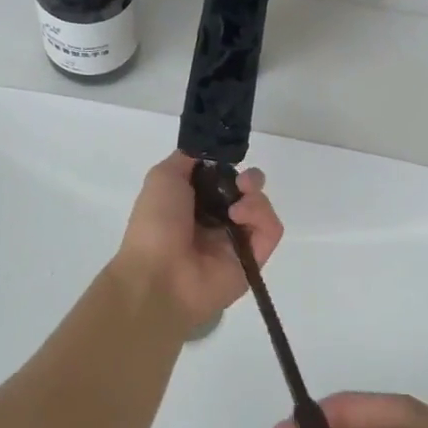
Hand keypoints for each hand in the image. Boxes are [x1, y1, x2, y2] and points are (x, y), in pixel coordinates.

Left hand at [113, 152, 282, 330]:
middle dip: (249, 178)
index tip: (227, 159)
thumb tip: (209, 151)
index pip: (222, 178)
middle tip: (242, 182)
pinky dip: (262, 217)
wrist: (159, 276)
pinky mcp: (254, 260)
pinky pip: (271, 230)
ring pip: (261, 207)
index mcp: (193, 203)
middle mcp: (216, 220)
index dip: (228, 166)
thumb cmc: (156, 224)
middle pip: (246, 191)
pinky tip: (240, 217)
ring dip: (255, 196)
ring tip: (238, 203)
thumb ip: (188, 158)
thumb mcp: (163, 177)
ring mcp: (236, 241)